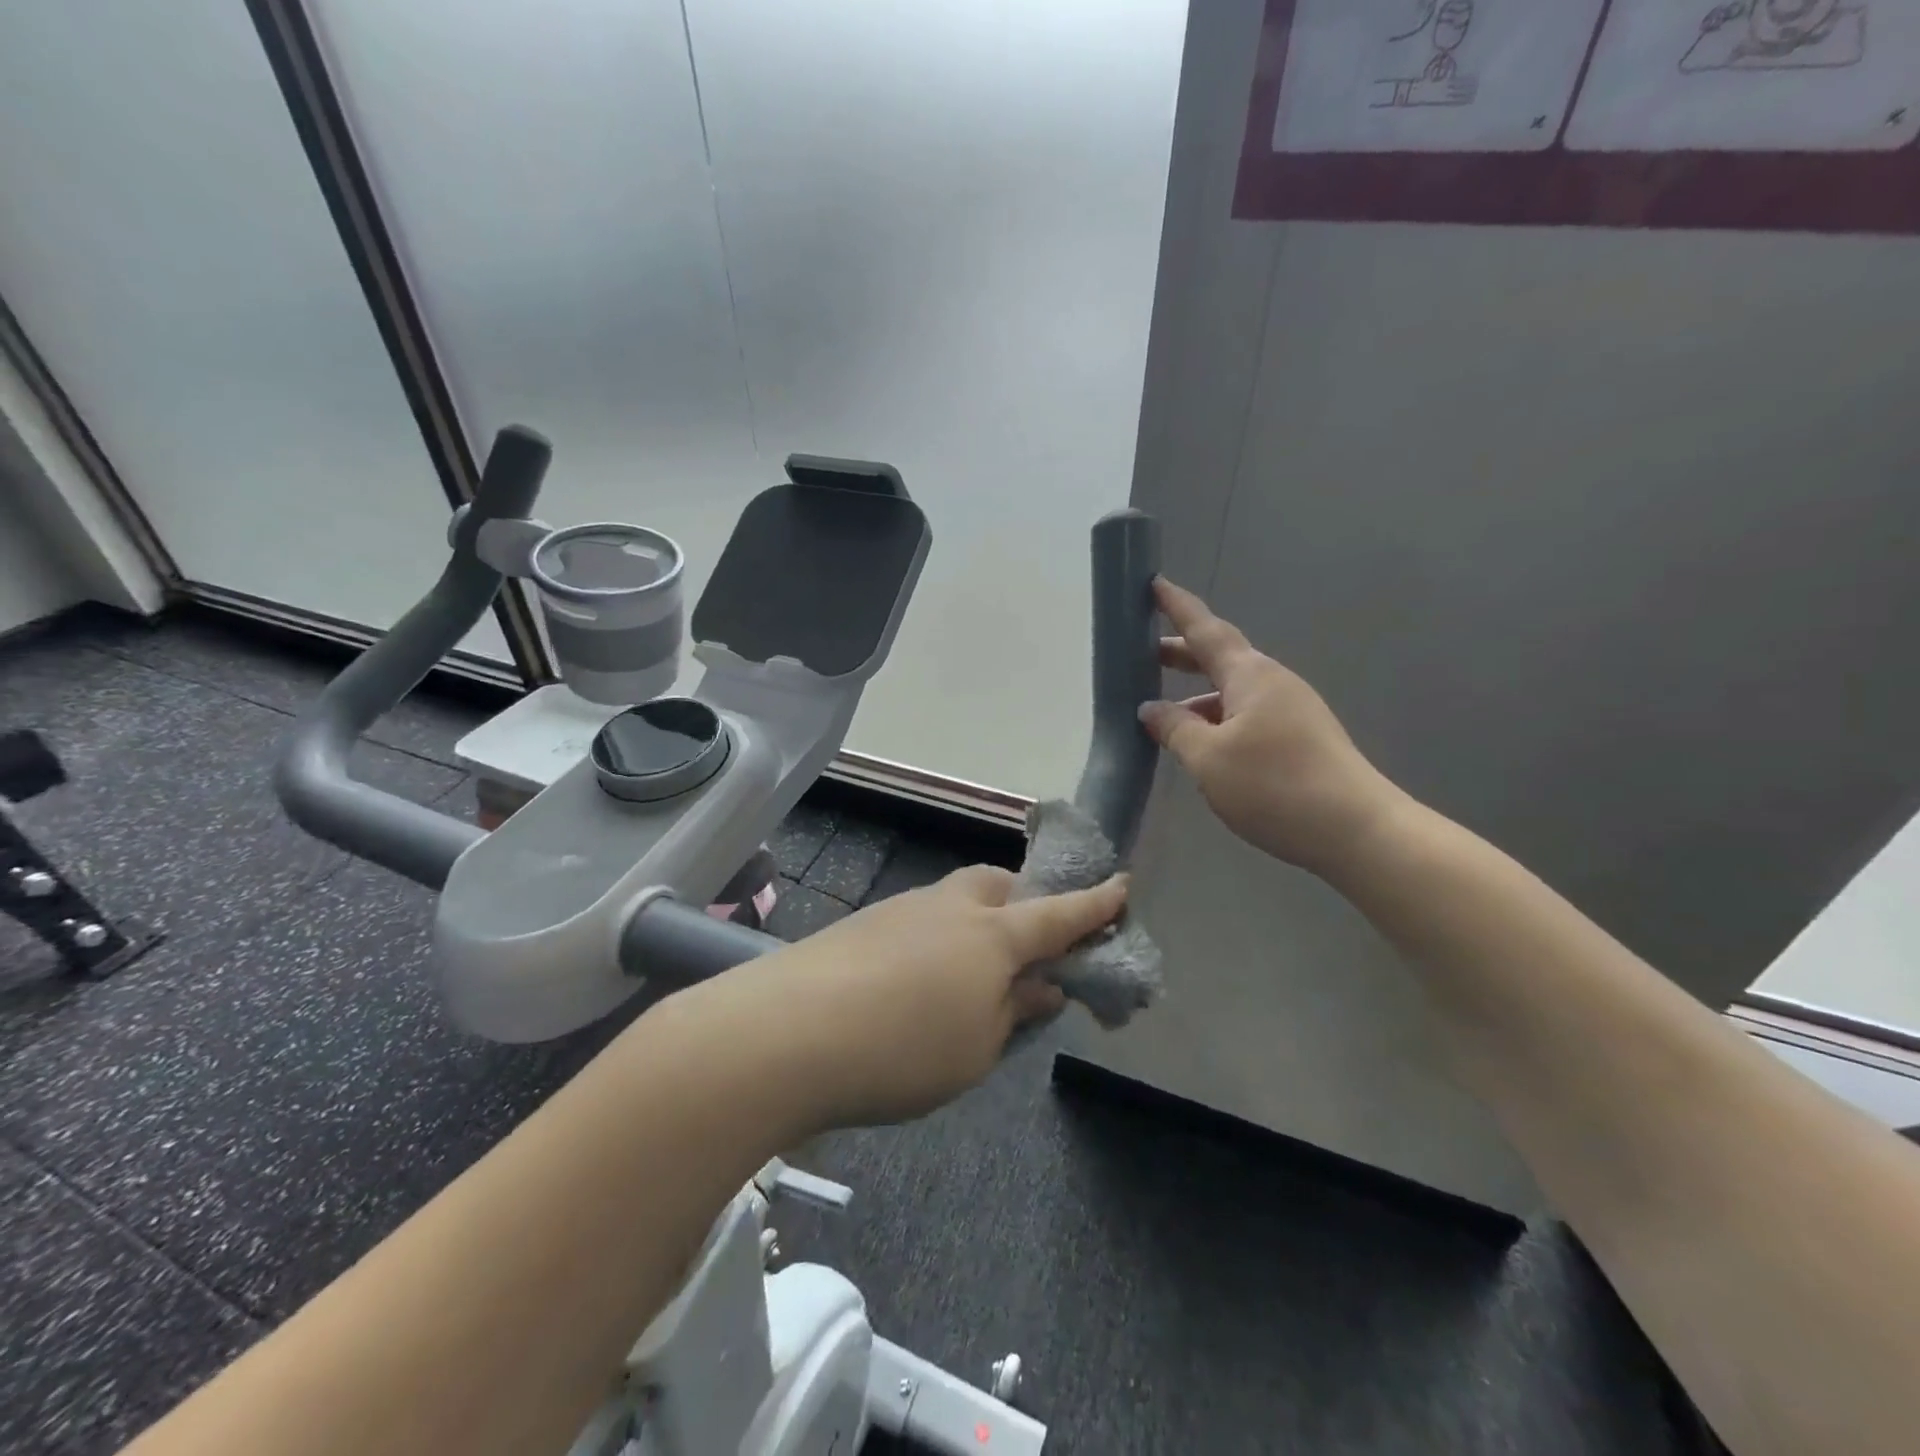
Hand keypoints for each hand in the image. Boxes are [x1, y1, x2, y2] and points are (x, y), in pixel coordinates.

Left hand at [698, 865, 1127, 1130]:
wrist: (787, 1030)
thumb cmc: (903, 1047)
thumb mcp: (977, 1047)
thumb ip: (1013, 1011)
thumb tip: (1041, 985)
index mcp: (994, 934)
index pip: (1059, 914)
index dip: (1094, 904)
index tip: (1121, 885)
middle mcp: (952, 906)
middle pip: (1001, 886)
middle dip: (1025, 902)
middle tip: (1032, 941)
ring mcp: (904, 908)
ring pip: (958, 900)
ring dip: (979, 923)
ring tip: (975, 973)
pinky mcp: (866, 924)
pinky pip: (922, 920)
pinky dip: (939, 940)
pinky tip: (921, 981)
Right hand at [1139, 577, 1403, 876]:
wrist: (1357, 830)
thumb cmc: (1274, 786)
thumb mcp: (1208, 759)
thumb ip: (1174, 729)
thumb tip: (1150, 709)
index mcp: (1250, 676)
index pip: (1204, 630)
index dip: (1177, 607)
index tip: (1154, 583)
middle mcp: (1272, 682)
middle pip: (1219, 658)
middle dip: (1181, 655)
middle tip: (1144, 655)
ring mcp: (1291, 709)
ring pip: (1232, 692)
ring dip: (1197, 695)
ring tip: (1163, 716)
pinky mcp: (1301, 737)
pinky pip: (1247, 715)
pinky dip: (1217, 719)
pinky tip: (1203, 746)